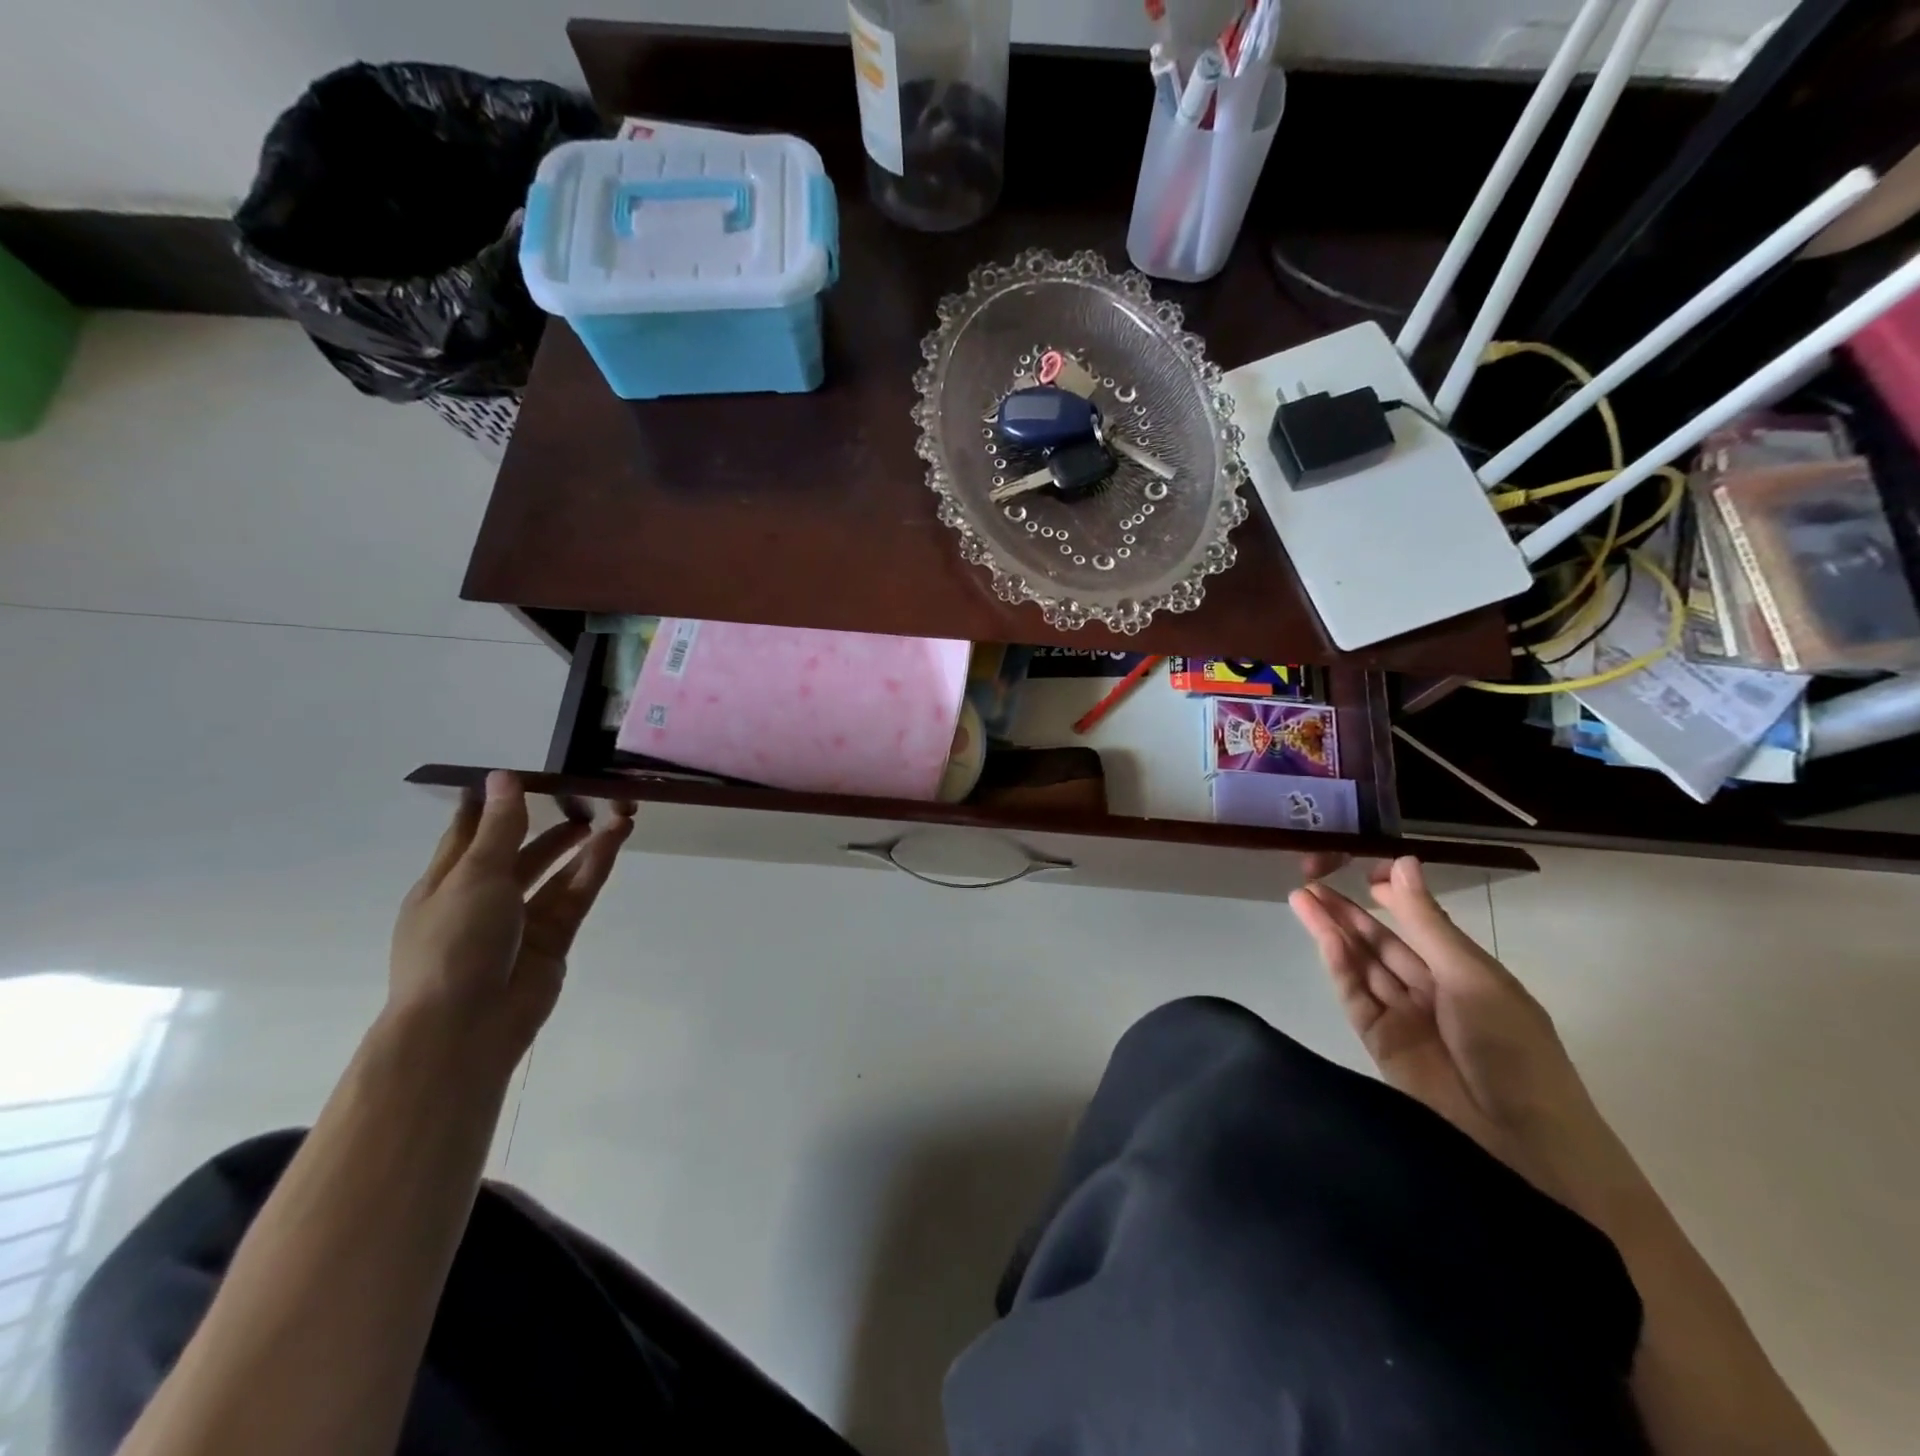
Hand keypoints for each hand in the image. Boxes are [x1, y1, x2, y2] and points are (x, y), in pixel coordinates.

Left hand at [388, 771, 633, 1069]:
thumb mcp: (474, 876)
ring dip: (581, 843)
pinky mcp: (554, 939)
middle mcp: (483, 899)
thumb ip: (499, 828)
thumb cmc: (454, 943)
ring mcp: (520, 921)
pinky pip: (575, 895)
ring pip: (555, 872)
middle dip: (548, 823)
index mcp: (446, 883)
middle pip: (519, 851)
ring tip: (615, 813)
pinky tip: (614, 841)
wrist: (466, 1026)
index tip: (519, 775)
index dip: (491, 805)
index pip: (469, 834)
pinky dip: (594, 868)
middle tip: (584, 795)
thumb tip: (503, 777)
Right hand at [1290, 857, 1607, 1199]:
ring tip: (1301, 898)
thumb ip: (1427, 922)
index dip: (1391, 898)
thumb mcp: (1471, 975)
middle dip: (1348, 912)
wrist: (1519, 1142)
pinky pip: (1356, 996)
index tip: (1362, 870)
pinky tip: (1323, 938)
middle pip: (1382, 943)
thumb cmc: (1513, 1048)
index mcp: (1466, 972)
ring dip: (1333, 932)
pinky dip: (1339, 966)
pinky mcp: (1379, 1042)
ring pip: (1362, 964)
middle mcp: (1432, 990)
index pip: (1420, 925)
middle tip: (1309, 880)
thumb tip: (1403, 863)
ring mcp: (1403, 1017)